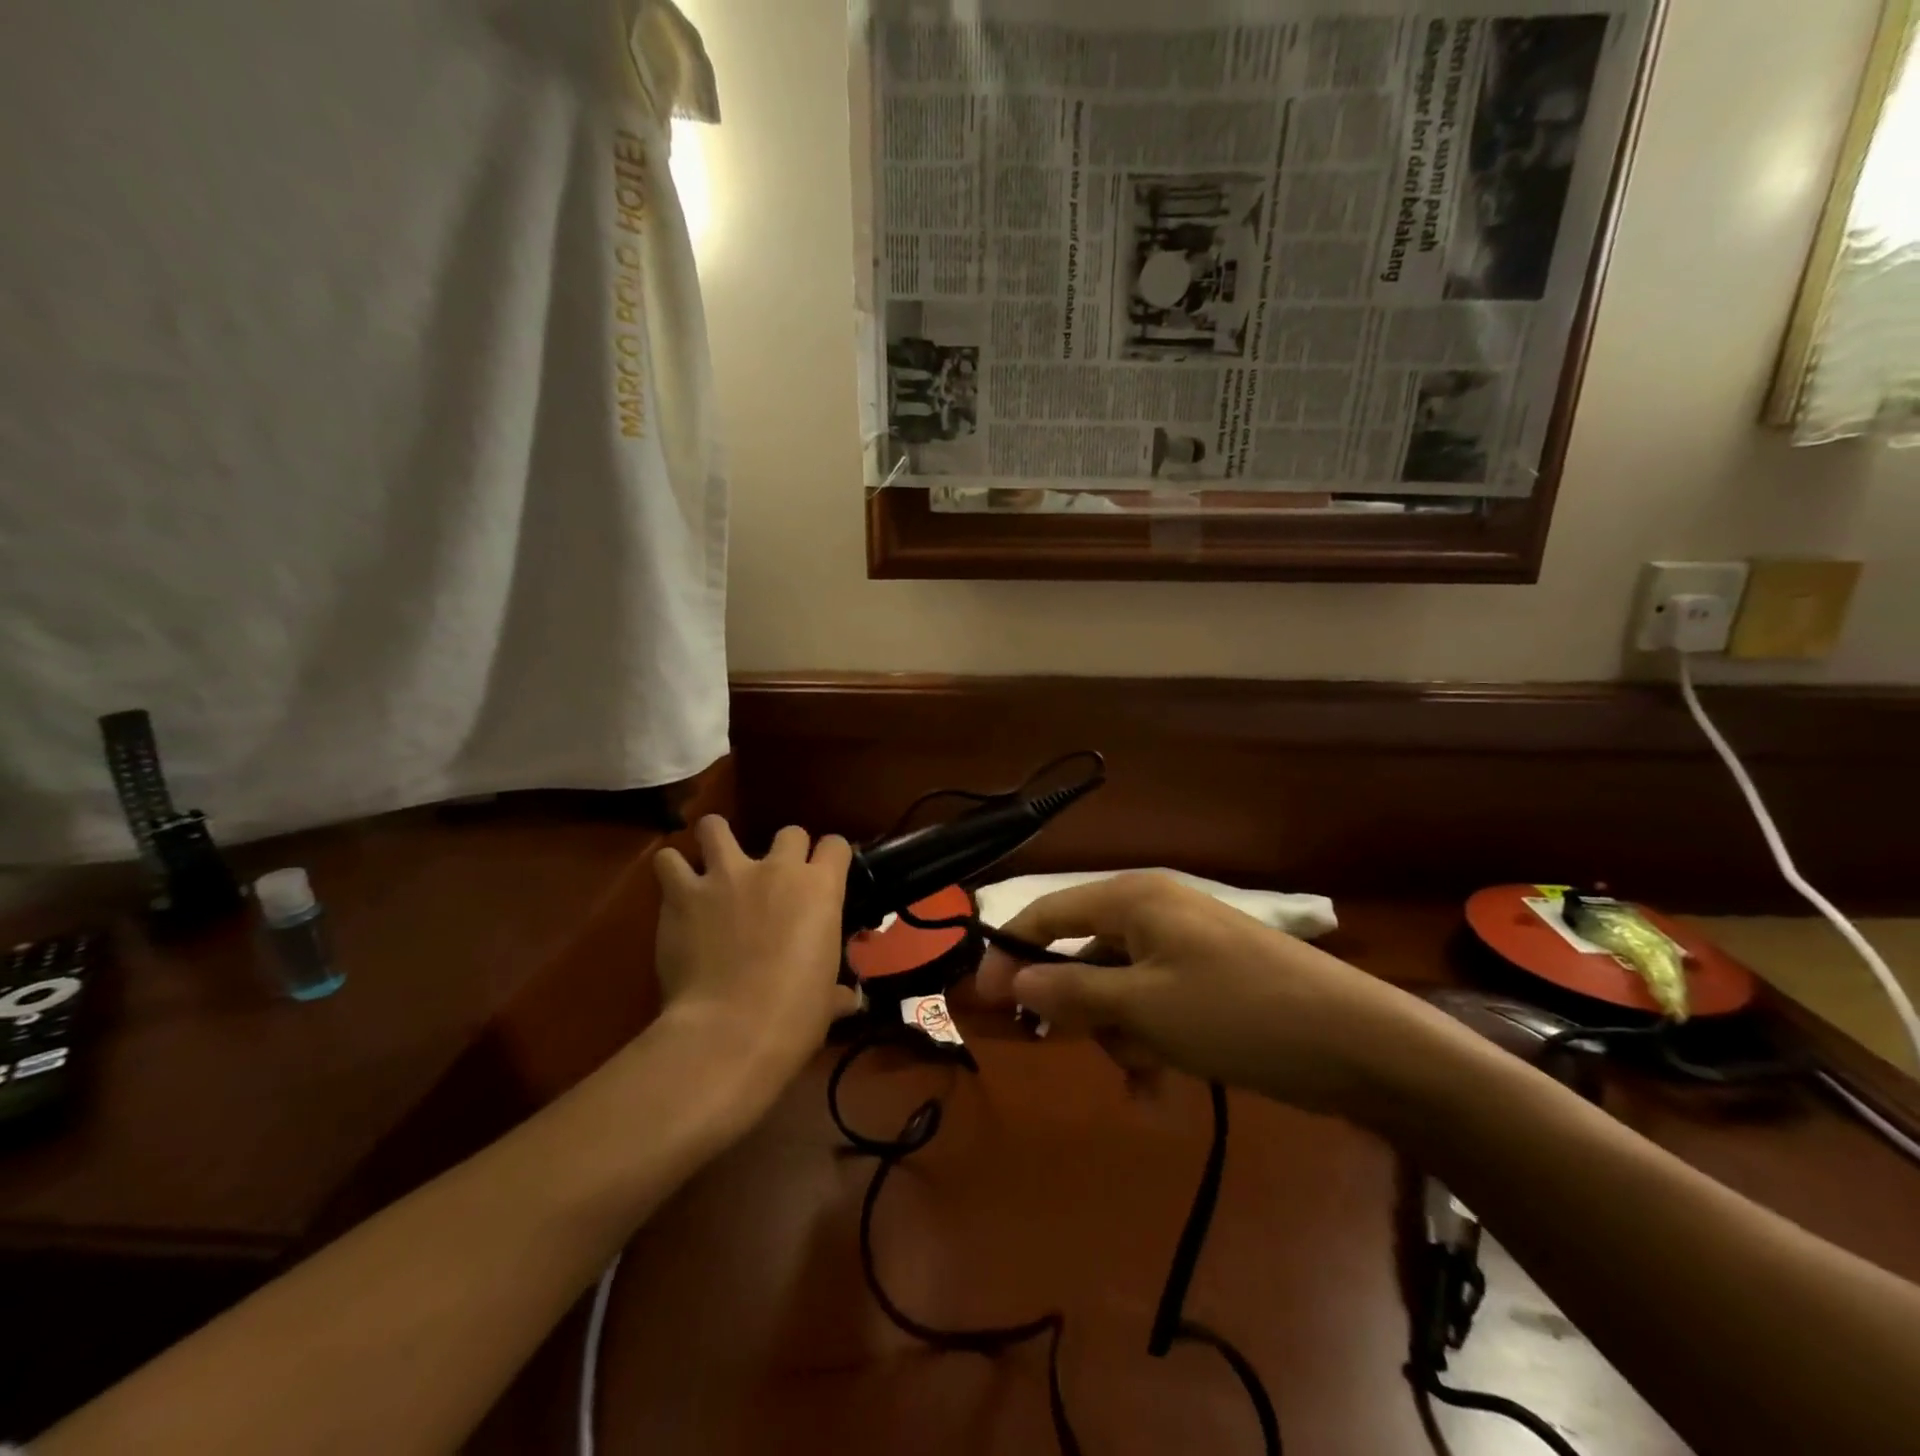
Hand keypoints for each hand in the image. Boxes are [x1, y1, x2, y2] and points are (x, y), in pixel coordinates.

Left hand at [651, 818, 857, 1100]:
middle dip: (785, 849)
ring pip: (716, 828)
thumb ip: (837, 992)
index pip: (836, 847)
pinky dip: (671, 870)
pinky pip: (669, 862)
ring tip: (713, 858)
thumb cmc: (794, 1016)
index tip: (825, 874)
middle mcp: (777, 869)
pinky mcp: (683, 893)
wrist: (730, 1030)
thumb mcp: (826, 1002)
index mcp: (820, 888)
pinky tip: (673, 886)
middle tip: (776, 878)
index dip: (831, 858)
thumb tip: (851, 999)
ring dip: (716, 839)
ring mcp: (727, 875)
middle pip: (789, 832)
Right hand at [976, 873, 1424, 1116]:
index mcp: (1132, 899)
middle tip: (1081, 1052)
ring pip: (1120, 989)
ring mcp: (1185, 946)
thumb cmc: (1237, 1013)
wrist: (1359, 1043)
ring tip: (1147, 1079)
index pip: (1046, 914)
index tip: (980, 1002)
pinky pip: (1157, 1006)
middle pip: (1083, 955)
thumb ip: (1071, 993)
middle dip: (1080, 1010)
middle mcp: (1154, 912)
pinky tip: (1163, 1091)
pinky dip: (1152, 1043)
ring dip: (1121, 1036)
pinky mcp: (1209, 980)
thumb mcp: (1144, 1008)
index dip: (1008, 954)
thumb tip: (1011, 982)